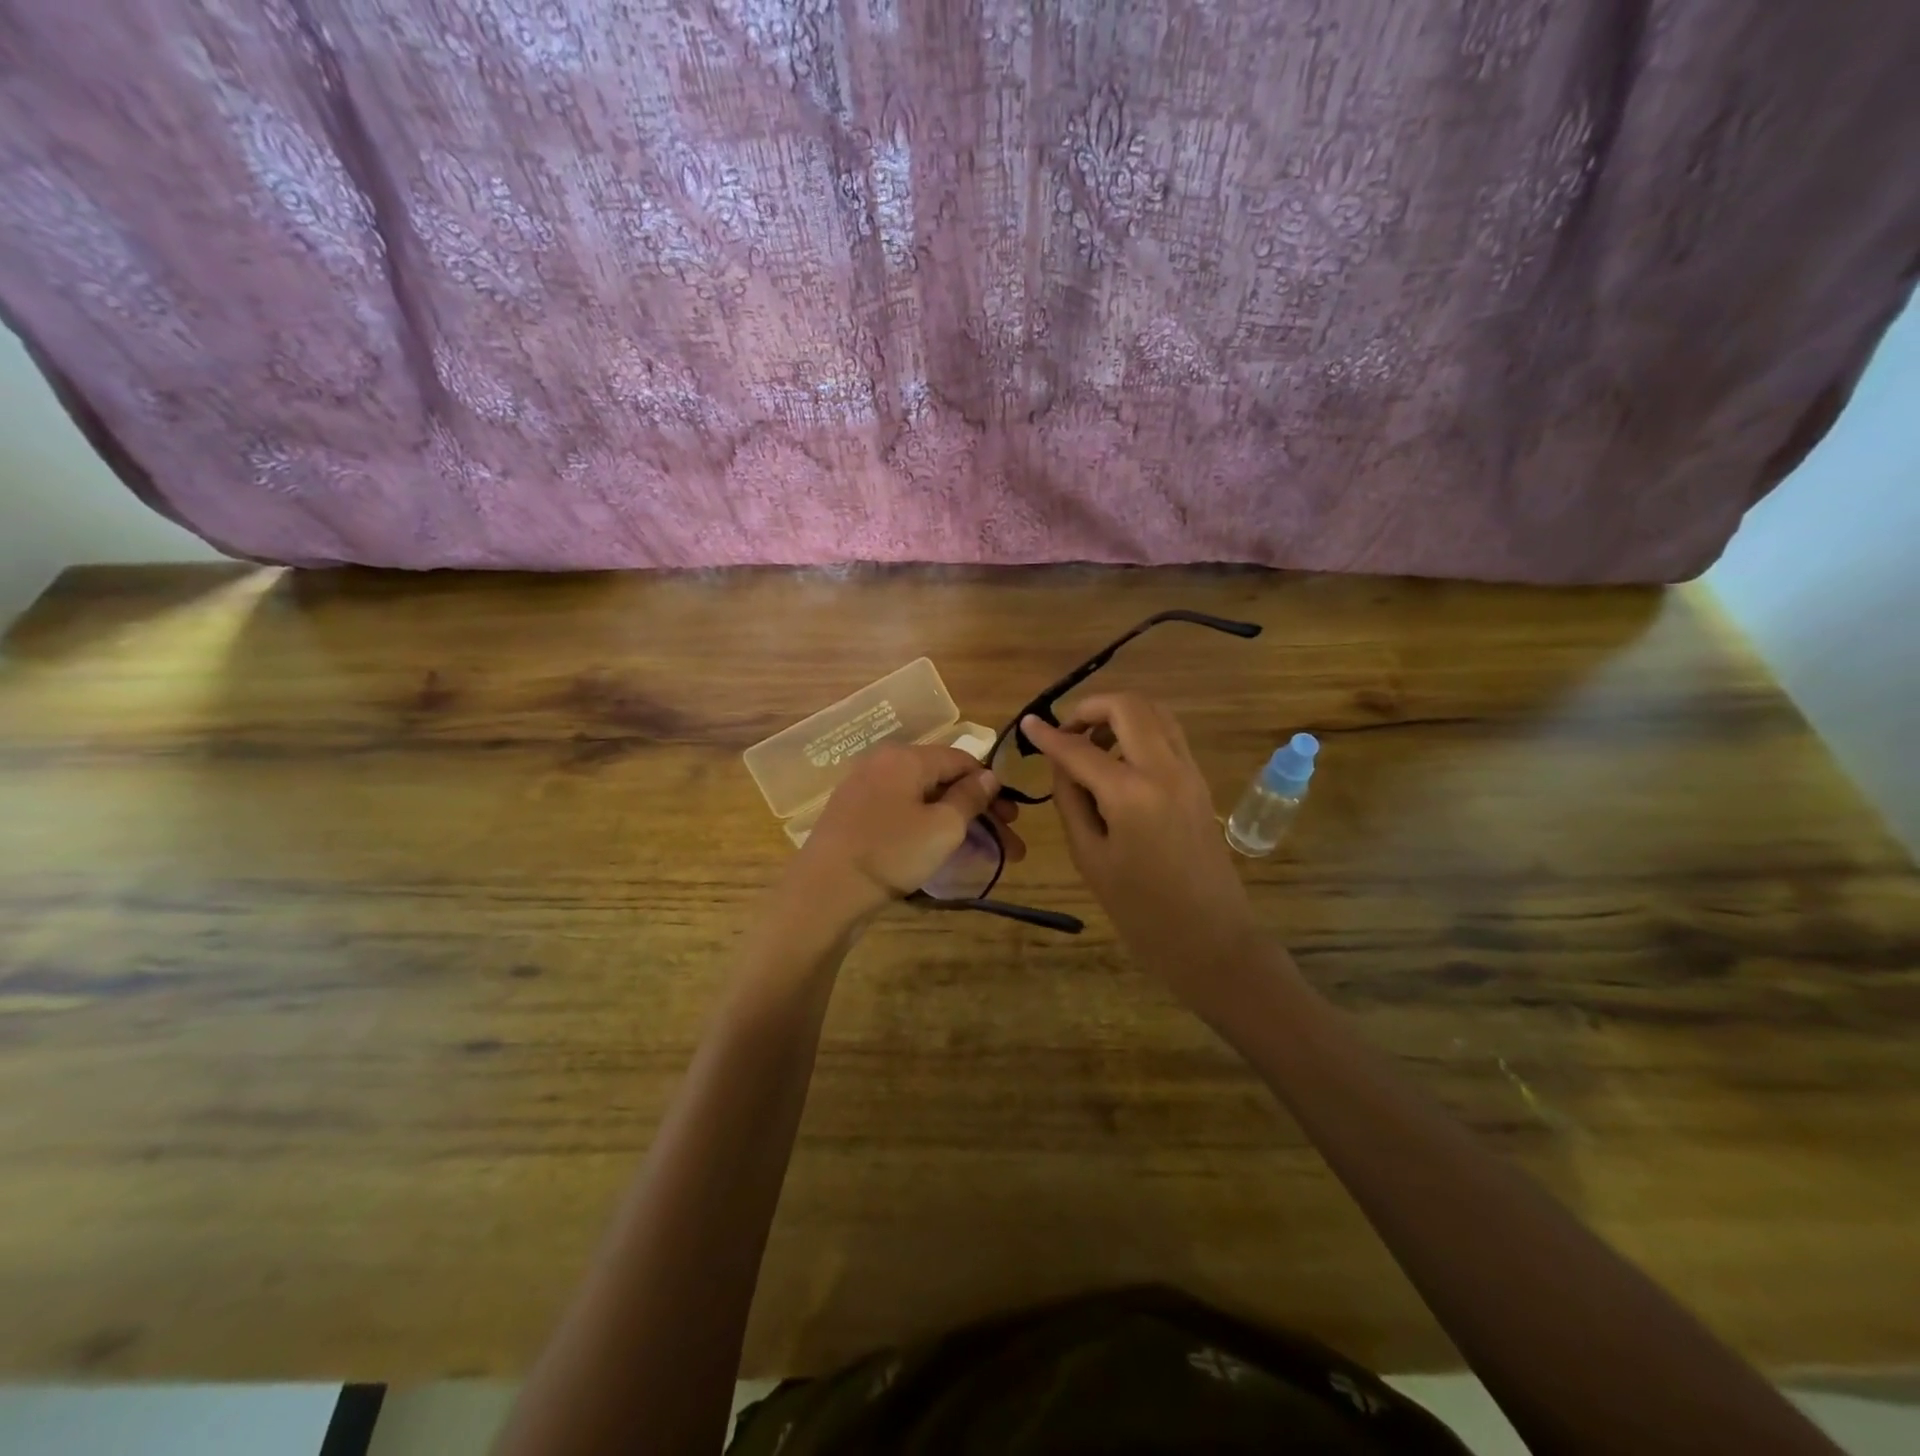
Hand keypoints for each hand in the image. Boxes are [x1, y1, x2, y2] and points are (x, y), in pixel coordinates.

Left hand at [786, 742, 1024, 925]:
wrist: (824, 891)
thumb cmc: (890, 852)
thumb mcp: (942, 826)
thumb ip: (970, 797)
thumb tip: (988, 776)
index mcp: (905, 757)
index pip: (961, 759)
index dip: (991, 786)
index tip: (1013, 816)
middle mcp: (883, 764)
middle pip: (942, 781)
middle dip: (978, 810)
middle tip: (1007, 841)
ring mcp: (864, 790)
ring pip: (922, 800)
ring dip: (956, 822)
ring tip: (980, 852)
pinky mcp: (854, 817)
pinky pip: (901, 813)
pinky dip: (927, 828)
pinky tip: (941, 851)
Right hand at [1022, 696, 1256, 1000]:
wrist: (1210, 937)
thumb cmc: (1140, 909)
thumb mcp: (1090, 856)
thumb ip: (1071, 800)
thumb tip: (1062, 763)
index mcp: (1131, 793)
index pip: (1079, 748)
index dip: (1048, 734)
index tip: (1027, 725)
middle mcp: (1164, 769)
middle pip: (1128, 706)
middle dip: (1090, 708)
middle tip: (1066, 732)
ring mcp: (1189, 771)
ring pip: (1155, 712)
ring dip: (1119, 715)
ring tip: (1092, 744)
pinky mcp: (1200, 781)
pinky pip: (1168, 735)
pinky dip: (1140, 731)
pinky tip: (1119, 761)